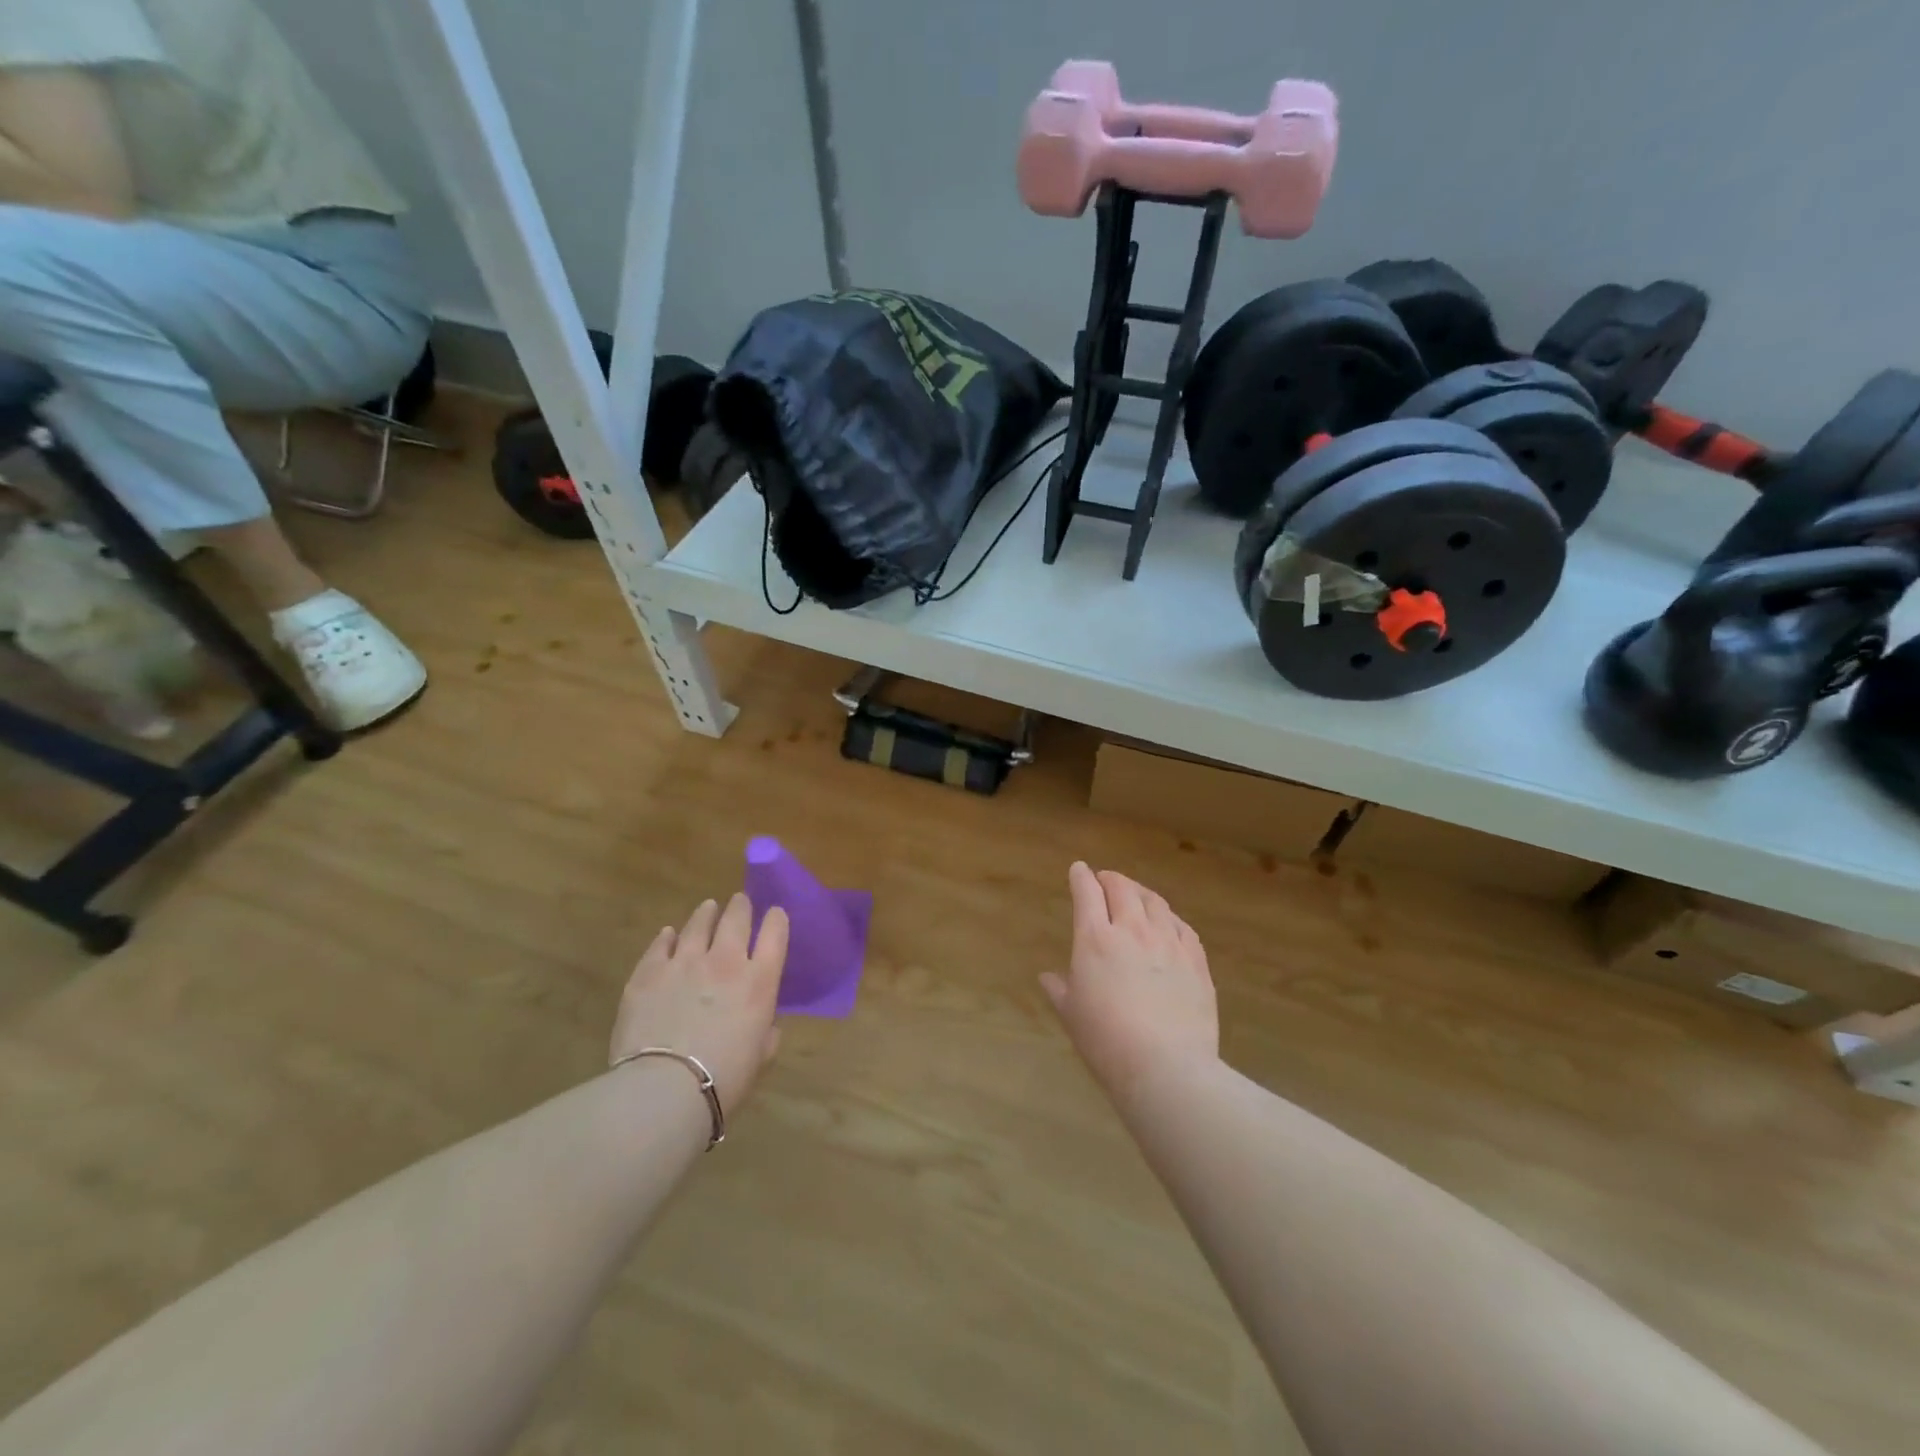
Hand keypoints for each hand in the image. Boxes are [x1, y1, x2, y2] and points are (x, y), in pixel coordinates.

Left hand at [611, 895, 787, 1112]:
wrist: (665, 1088)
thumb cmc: (724, 1079)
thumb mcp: (760, 1057)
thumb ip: (766, 1032)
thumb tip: (765, 1024)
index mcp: (759, 981)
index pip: (775, 934)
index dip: (776, 920)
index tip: (775, 915)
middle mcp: (725, 961)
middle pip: (736, 919)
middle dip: (740, 907)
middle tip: (740, 902)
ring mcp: (684, 962)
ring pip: (698, 924)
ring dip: (706, 914)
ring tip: (708, 908)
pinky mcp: (648, 972)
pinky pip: (660, 944)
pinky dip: (667, 937)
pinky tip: (668, 934)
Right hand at [1042, 863, 1218, 1102]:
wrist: (1166, 1067)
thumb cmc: (1106, 1041)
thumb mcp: (1071, 1015)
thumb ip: (1059, 990)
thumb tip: (1047, 976)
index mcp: (1095, 939)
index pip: (1087, 893)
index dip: (1081, 877)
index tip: (1078, 870)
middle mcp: (1133, 931)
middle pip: (1122, 889)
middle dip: (1111, 879)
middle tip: (1105, 880)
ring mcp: (1169, 943)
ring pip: (1155, 903)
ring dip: (1141, 893)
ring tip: (1136, 896)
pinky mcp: (1196, 962)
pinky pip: (1183, 927)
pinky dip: (1170, 918)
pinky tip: (1169, 924)